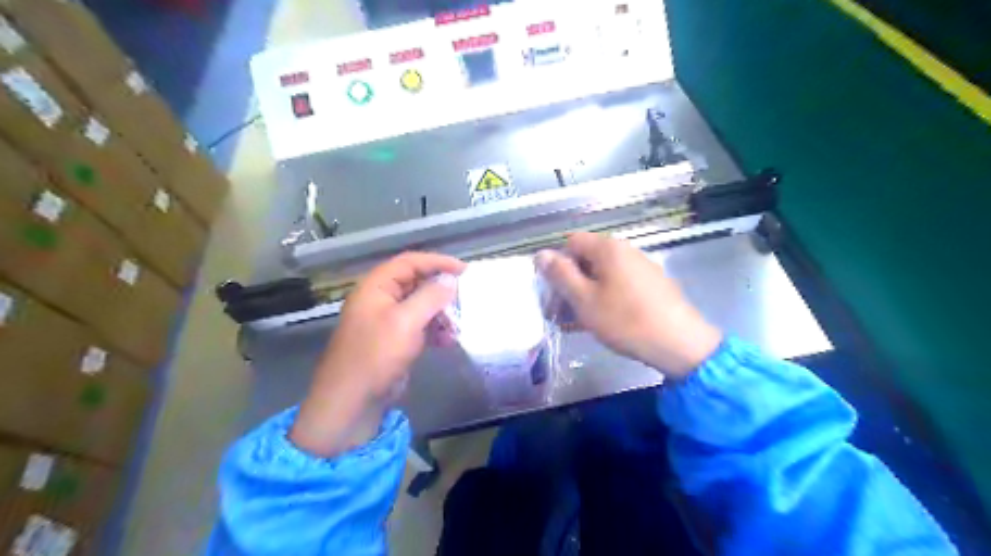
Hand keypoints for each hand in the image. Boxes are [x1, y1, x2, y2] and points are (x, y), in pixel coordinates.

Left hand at [290, 251, 465, 455]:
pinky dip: (435, 330)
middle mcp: (381, 299)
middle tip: (465, 298)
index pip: (409, 262)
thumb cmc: (376, 355)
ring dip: (441, 313)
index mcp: (376, 287)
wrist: (352, 402)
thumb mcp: (405, 322)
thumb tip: (450, 280)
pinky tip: (449, 341)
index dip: (437, 262)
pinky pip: (420, 326)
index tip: (463, 270)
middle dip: (441, 290)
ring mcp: (388, 321)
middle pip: (416, 283)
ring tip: (458, 324)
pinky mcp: (395, 341)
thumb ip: (430, 296)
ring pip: (421, 306)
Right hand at [534, 231, 720, 377]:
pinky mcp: (651, 285)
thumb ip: (560, 275)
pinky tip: (599, 323)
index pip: (570, 242)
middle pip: (586, 259)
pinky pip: (618, 286)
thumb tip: (541, 254)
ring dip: (584, 295)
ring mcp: (640, 268)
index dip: (557, 264)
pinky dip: (603, 300)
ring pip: (601, 276)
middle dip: (569, 283)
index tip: (553, 291)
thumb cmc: (625, 320)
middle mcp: (625, 251)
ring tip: (575, 322)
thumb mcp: (584, 299)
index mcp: (608, 248)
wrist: (679, 343)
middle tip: (559, 311)